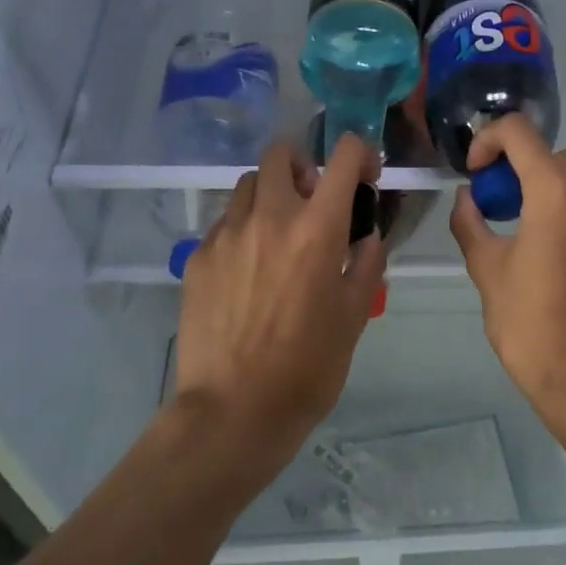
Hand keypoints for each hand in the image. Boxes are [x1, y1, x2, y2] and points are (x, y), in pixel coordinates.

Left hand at [172, 135, 385, 469]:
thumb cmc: (308, 367)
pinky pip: (224, 223)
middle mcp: (270, 215)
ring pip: (248, 184)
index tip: (364, 177)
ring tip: (276, 235)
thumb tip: (366, 236)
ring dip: (270, 195)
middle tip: (312, 201)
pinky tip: (246, 272)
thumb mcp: (354, 316)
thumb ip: (366, 263)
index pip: (343, 155)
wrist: (233, 411)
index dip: (360, 153)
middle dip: (302, 166)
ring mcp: (228, 233)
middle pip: (280, 153)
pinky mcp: (198, 256)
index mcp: (317, 227)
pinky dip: (242, 230)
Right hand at [448, 115, 565, 428]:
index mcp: (555, 191)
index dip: (489, 139)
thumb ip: (471, 223)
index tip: (477, 173)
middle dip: (522, 165)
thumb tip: (467, 197)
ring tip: (538, 212)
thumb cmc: (533, 327)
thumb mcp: (487, 272)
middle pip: (555, 150)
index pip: (519, 131)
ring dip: (560, 176)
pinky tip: (563, 243)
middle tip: (502, 201)